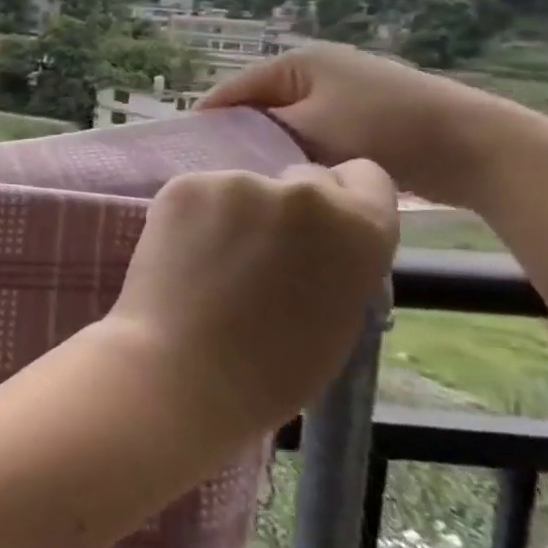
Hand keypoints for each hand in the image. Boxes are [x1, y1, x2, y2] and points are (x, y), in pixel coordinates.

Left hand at [107, 161, 399, 449]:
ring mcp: (238, 182)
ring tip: (212, 263)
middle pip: (303, 179)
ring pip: (243, 189)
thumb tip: (319, 242)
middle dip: (288, 207)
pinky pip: (199, 194)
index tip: (321, 227)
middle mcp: (302, 192)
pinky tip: (182, 254)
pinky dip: (194, 216)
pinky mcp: (185, 185)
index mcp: (358, 227)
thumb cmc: (272, 368)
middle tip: (261, 251)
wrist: (183, 368)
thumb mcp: (339, 315)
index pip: (365, 179)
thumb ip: (338, 263)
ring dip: (235, 213)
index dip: (344, 201)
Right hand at [198, 44, 501, 207]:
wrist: (475, 146)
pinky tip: (289, 177)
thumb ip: (261, 131)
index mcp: (297, 61)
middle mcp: (315, 69)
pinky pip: (310, 134)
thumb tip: (225, 142)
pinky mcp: (359, 117)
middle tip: (218, 172)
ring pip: (284, 123)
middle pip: (257, 106)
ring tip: (250, 178)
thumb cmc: (383, 129)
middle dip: (239, 136)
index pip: (233, 90)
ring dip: (270, 148)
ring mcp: (339, 92)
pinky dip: (298, 152)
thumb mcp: (310, 129)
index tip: (184, 155)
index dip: (208, 121)